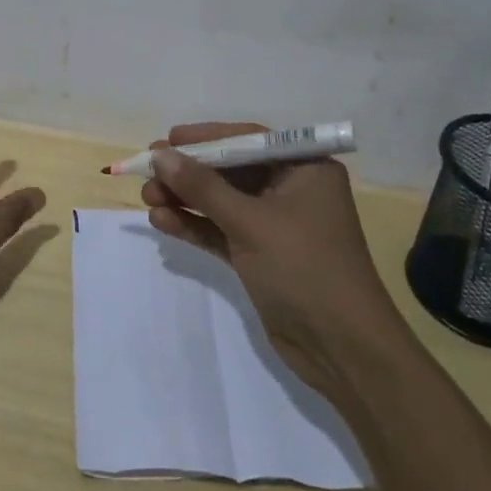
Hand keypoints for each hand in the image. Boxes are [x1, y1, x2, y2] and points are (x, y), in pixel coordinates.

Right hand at [143, 121, 402, 395]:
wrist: (343, 352)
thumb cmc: (305, 269)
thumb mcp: (251, 223)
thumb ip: (203, 187)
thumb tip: (161, 155)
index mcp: (305, 169)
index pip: (248, 141)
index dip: (206, 138)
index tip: (168, 139)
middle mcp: (291, 190)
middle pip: (230, 170)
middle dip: (189, 172)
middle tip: (147, 169)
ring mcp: (276, 225)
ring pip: (222, 201)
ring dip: (185, 199)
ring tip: (147, 197)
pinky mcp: (261, 255)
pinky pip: (222, 230)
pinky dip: (194, 226)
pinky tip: (162, 221)